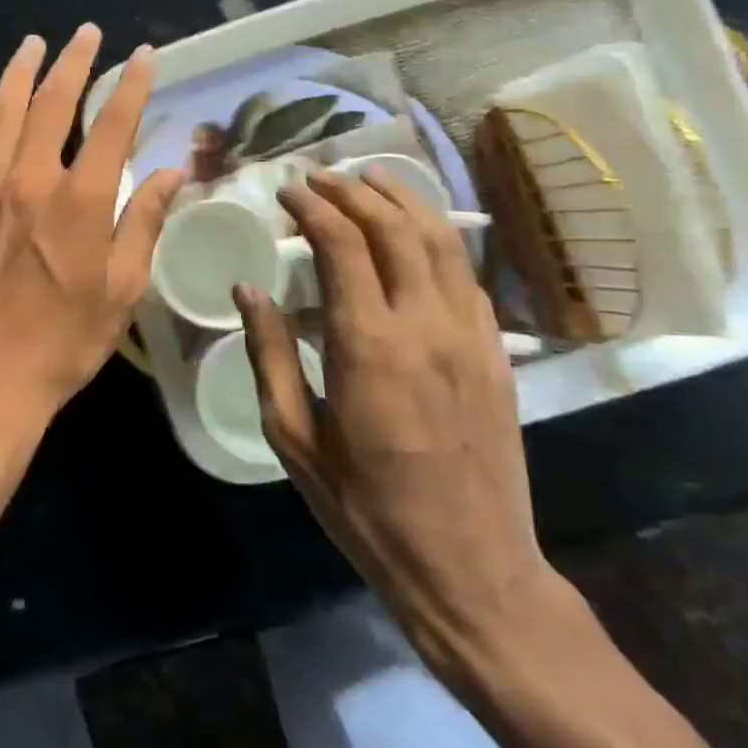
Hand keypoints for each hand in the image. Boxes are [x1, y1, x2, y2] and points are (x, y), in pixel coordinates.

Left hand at [0, 25, 185, 452]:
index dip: (130, 86)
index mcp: (78, 201)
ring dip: (21, 74)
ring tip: (33, 44)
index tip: (142, 56)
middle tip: (86, 34)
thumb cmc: (64, 342)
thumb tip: (168, 172)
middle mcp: (28, 181)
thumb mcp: (123, 290)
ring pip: (3, 114)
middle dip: (72, 62)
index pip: (112, 125)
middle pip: (52, 104)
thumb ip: (143, 222)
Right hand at [234, 165, 563, 676]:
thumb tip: (250, 288)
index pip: (342, 243)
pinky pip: (468, 277)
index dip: (312, 206)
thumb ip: (269, 354)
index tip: (286, 191)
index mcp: (369, 345)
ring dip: (404, 201)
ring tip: (372, 179)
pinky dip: (438, 241)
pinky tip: (417, 236)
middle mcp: (427, 325)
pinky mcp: (498, 355)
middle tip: (319, 177)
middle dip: (353, 191)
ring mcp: (472, 337)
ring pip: (442, 241)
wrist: (471, 569)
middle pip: (394, 228)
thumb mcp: (294, 437)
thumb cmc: (365, 509)